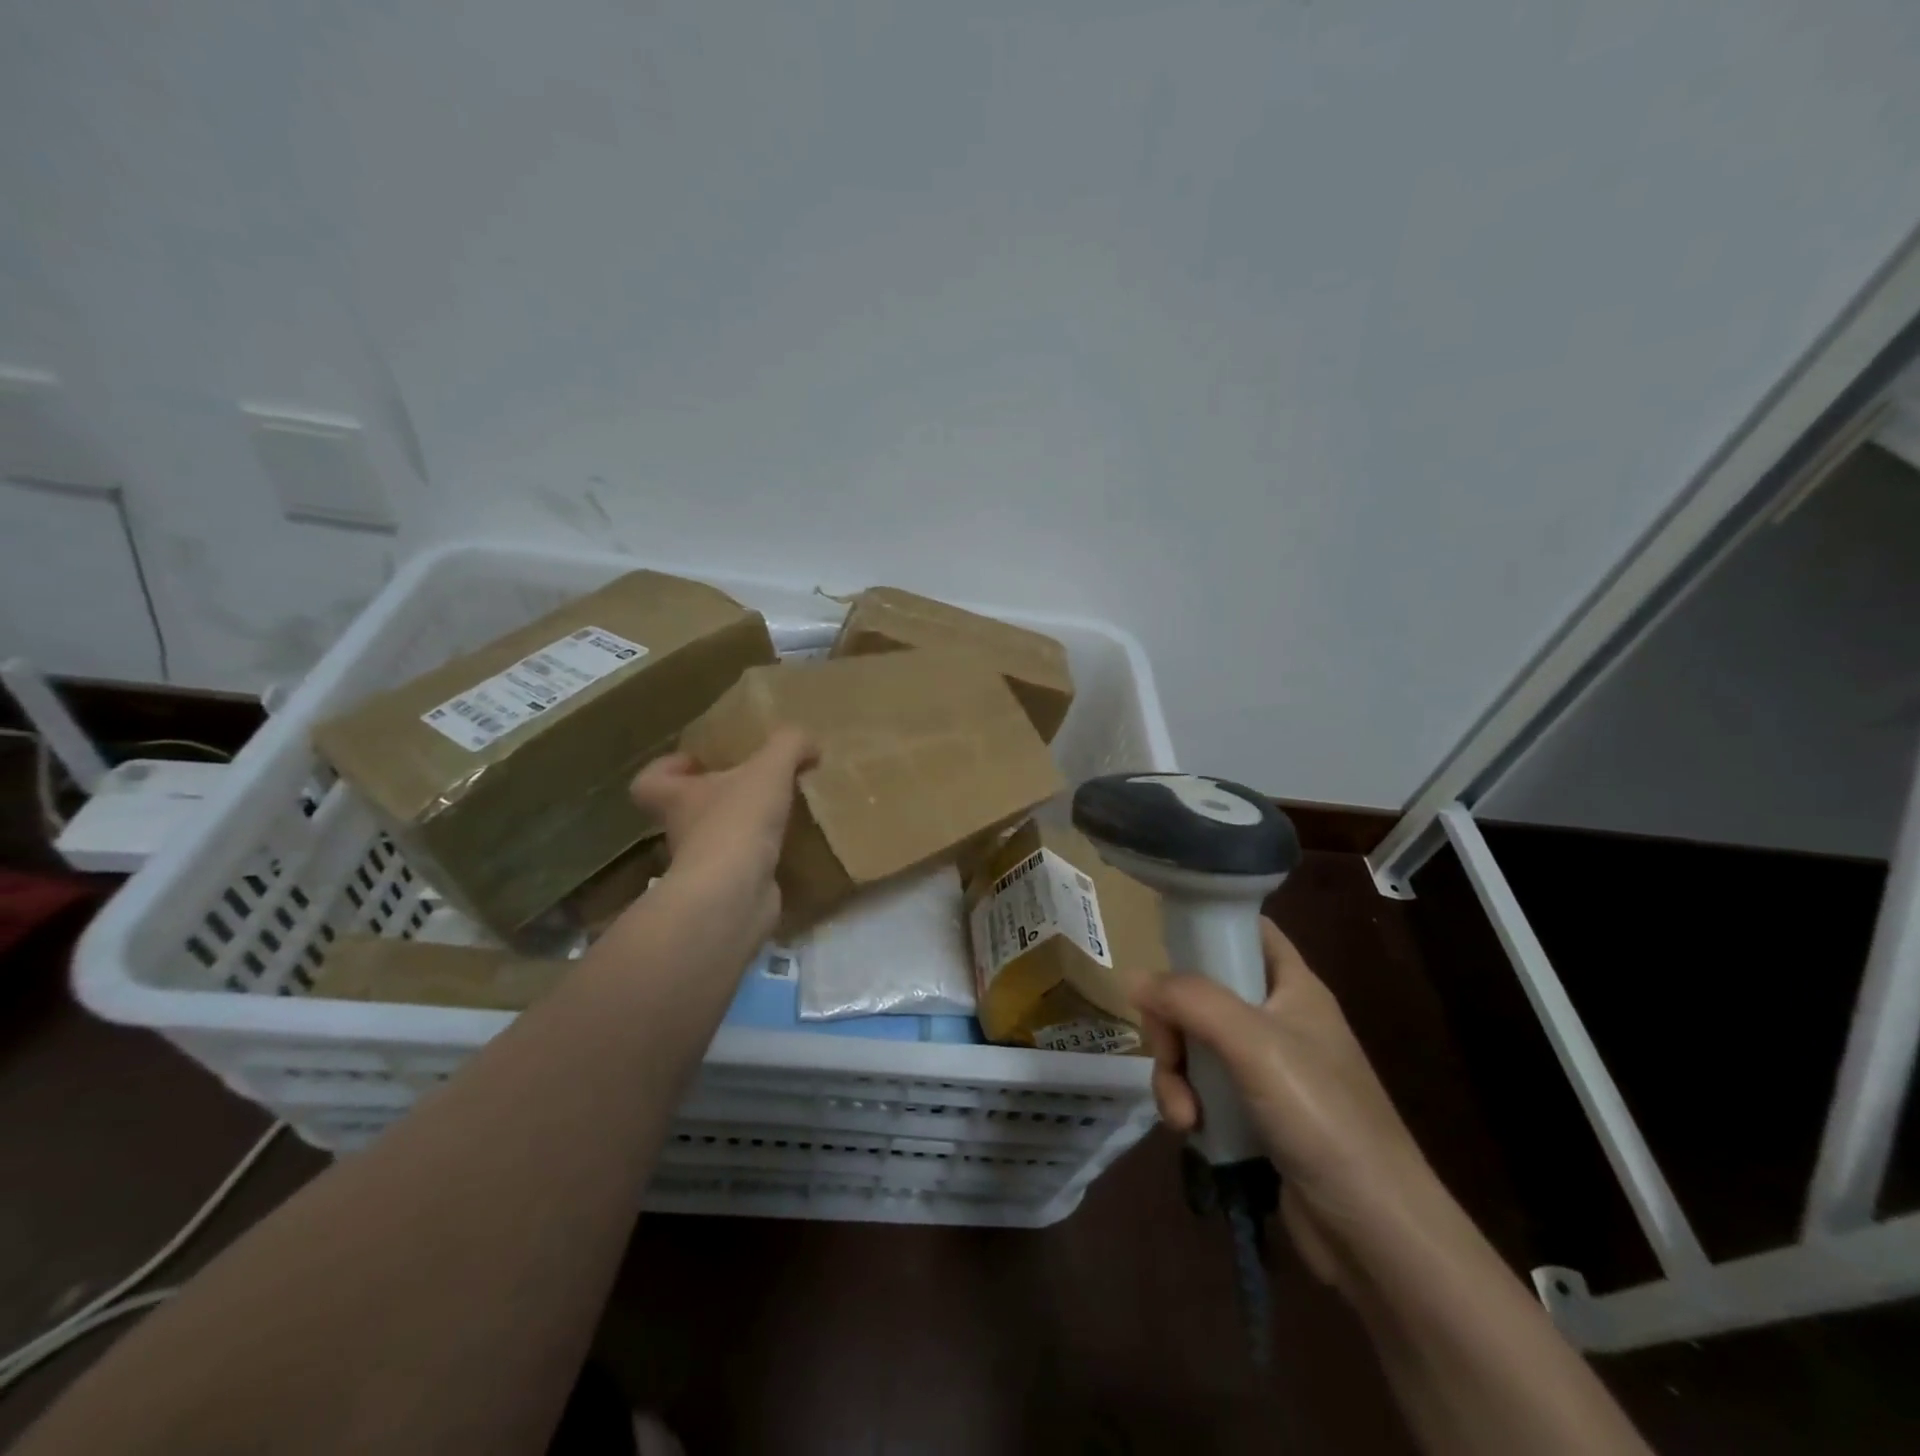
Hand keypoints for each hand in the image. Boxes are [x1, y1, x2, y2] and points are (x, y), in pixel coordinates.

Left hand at [629, 728, 816, 941]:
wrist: (735, 894)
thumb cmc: (738, 821)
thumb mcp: (769, 769)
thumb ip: (788, 745)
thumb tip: (809, 743)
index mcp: (678, 798)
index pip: (649, 782)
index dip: (667, 768)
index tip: (697, 761)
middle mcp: (683, 832)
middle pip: (687, 811)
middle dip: (716, 799)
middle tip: (752, 786)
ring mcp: (703, 866)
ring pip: (716, 841)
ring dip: (741, 829)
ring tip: (779, 815)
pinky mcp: (728, 891)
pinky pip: (743, 869)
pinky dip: (761, 859)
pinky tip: (789, 847)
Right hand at [1134, 918, 1438, 1291]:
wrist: (1375, 1232)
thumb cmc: (1322, 1116)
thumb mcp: (1254, 1044)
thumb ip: (1191, 1001)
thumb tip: (1135, 979)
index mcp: (1293, 987)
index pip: (1248, 931)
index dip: (1210, 927)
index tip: (1165, 947)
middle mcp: (1278, 1020)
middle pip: (1203, 992)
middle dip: (1173, 1023)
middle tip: (1168, 1052)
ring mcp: (1265, 1070)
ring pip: (1194, 1044)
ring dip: (1174, 1073)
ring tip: (1182, 1114)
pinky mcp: (1253, 1114)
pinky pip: (1202, 1088)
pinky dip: (1187, 1103)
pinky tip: (1190, 1130)